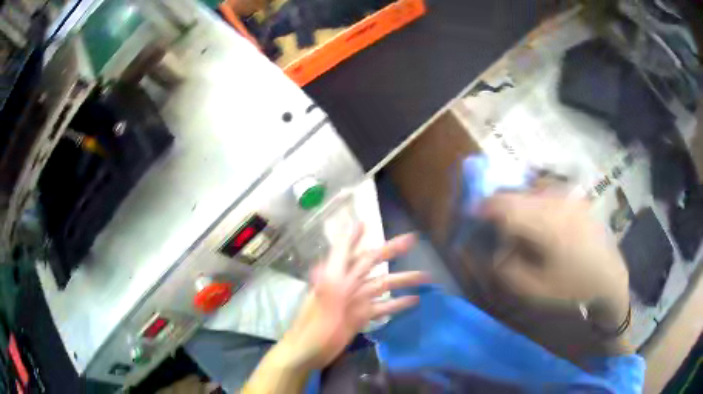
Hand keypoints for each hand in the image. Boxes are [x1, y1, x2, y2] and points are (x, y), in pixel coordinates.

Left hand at [281, 226, 429, 369]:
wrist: (307, 354)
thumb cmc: (312, 329)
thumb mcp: (322, 302)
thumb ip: (330, 279)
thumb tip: (336, 251)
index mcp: (336, 277)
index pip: (346, 250)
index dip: (354, 236)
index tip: (365, 222)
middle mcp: (348, 285)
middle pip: (372, 263)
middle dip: (391, 251)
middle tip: (412, 240)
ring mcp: (356, 301)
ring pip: (382, 285)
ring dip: (402, 279)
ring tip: (425, 275)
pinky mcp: (361, 317)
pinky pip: (382, 307)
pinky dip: (397, 304)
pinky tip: (414, 301)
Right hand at [481, 192, 629, 330]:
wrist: (609, 278)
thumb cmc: (572, 288)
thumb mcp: (534, 289)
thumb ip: (506, 267)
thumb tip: (491, 247)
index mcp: (546, 224)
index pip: (504, 204)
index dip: (481, 207)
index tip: (469, 216)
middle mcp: (556, 200)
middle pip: (515, 192)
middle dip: (496, 204)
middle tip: (489, 221)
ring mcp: (568, 195)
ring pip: (529, 188)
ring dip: (515, 201)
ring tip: (512, 221)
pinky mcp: (575, 197)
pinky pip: (546, 189)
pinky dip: (532, 198)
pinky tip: (535, 215)